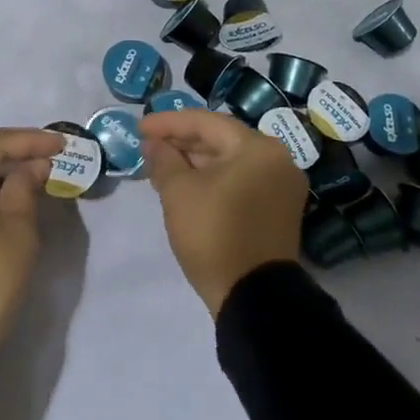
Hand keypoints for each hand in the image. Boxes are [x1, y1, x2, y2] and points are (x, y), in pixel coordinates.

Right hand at [139, 109, 306, 314]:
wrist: (253, 297)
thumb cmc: (214, 234)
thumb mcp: (179, 192)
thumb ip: (164, 159)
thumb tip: (153, 144)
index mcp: (258, 148)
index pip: (206, 122)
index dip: (168, 123)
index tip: (139, 128)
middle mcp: (277, 160)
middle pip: (221, 139)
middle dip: (182, 142)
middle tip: (148, 147)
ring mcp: (281, 186)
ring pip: (230, 162)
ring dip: (195, 162)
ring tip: (161, 166)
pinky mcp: (277, 209)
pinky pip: (240, 181)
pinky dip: (212, 179)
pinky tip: (185, 185)